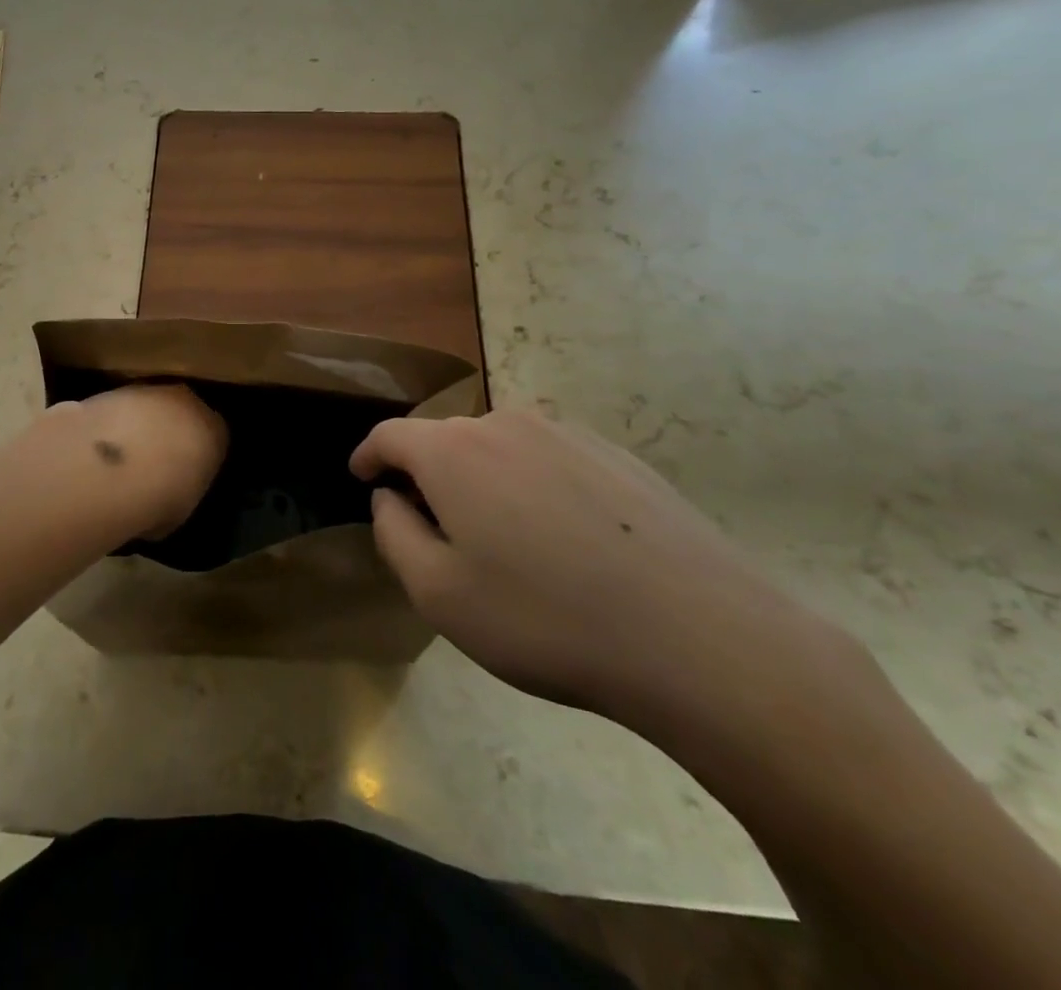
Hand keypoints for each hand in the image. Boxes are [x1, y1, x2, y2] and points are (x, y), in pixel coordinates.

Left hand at [40, 384, 226, 540]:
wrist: (117, 466)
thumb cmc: (162, 496)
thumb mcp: (180, 510)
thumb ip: (178, 495)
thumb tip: (162, 500)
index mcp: (214, 432)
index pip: (214, 439)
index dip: (197, 457)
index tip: (183, 475)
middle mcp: (188, 403)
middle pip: (182, 414)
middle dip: (169, 433)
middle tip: (151, 464)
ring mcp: (151, 391)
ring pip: (150, 406)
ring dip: (139, 426)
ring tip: (120, 458)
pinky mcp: (115, 389)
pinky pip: (120, 408)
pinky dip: (112, 424)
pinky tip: (97, 448)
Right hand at [350, 409, 828, 728]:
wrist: (699, 637)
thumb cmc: (545, 618)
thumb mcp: (439, 593)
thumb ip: (394, 535)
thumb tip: (389, 498)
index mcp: (453, 451)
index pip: (391, 436)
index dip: (369, 455)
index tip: (361, 477)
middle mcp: (505, 424)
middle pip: (446, 439)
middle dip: (427, 474)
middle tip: (434, 527)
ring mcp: (567, 434)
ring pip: (500, 447)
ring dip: (483, 478)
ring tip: (502, 538)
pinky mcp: (617, 455)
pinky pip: (551, 459)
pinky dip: (534, 485)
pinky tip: (563, 539)